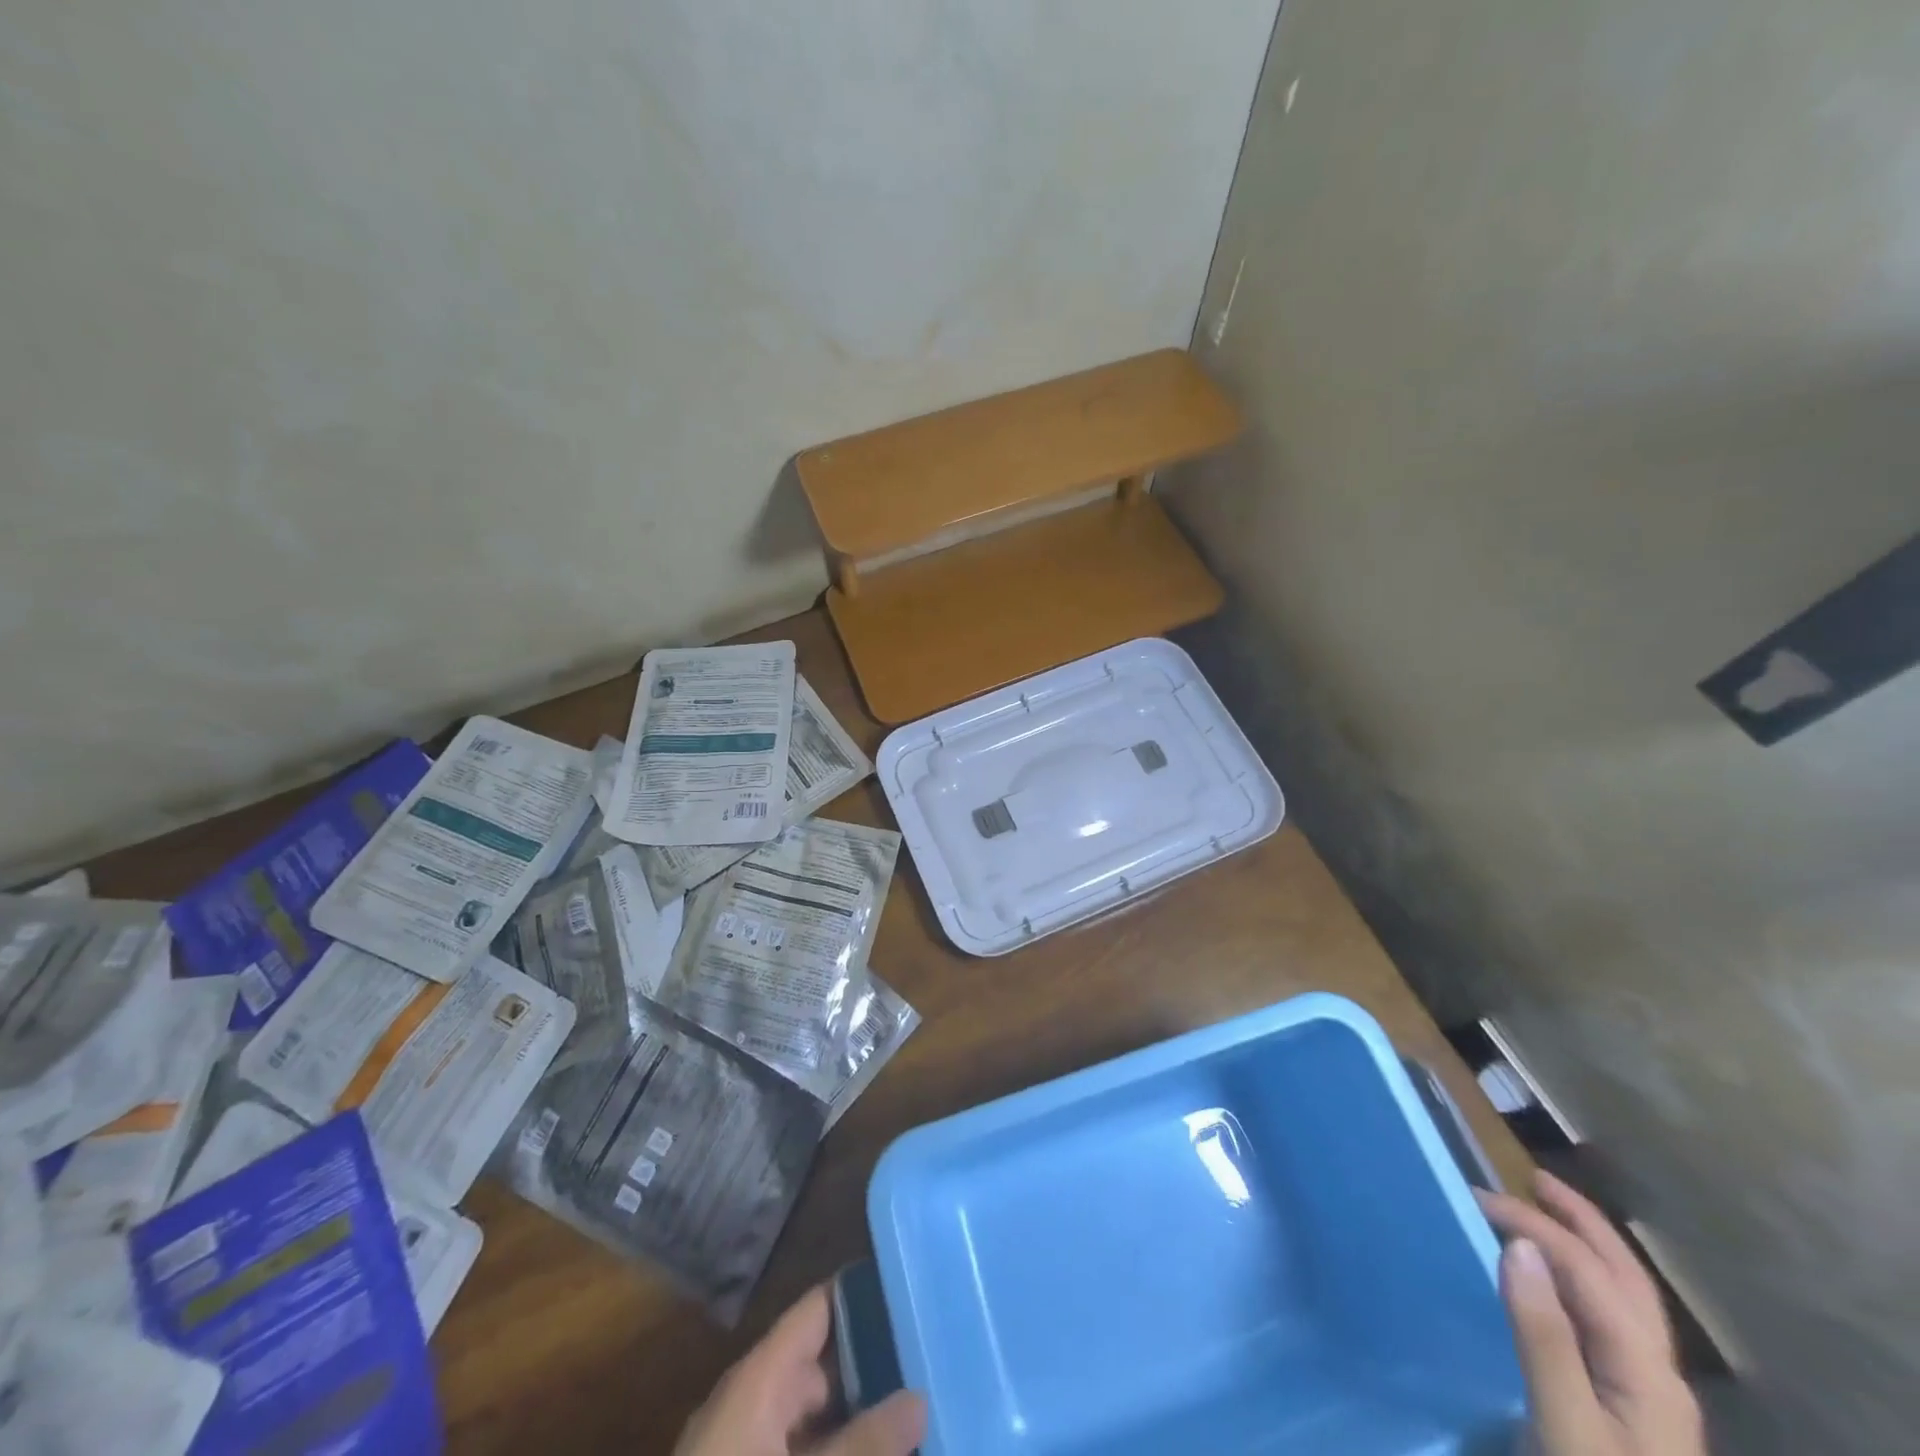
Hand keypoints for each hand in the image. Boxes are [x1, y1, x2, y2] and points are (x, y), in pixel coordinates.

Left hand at [674, 1286, 925, 1455]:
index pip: (819, 1307)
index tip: (911, 1289)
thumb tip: (919, 1398)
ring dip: (856, 1417)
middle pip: (822, 1363)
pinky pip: (800, 1447)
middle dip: (872, 1366)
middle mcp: (753, 1399)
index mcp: (760, 1376)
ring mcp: (746, 1444)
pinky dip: (835, 1447)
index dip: (863, 1294)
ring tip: (915, 1415)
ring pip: (815, 1415)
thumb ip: (864, 1443)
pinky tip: (875, 1453)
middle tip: (928, 1364)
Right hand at [1478, 1172, 1706, 1455]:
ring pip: (1625, 1299)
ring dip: (1587, 1247)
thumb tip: (1518, 1245)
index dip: (1534, 1225)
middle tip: (1532, 1178)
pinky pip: (1610, 1322)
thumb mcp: (1563, 1425)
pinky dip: (1583, 1282)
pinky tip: (1557, 1286)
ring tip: (1545, 1215)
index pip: (1588, 1269)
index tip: (1472, 1199)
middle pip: (1626, 1278)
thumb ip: (1544, 1336)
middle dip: (1582, 1222)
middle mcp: (1657, 1372)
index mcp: (1645, 1370)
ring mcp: (1650, 1396)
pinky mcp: (1632, 1411)